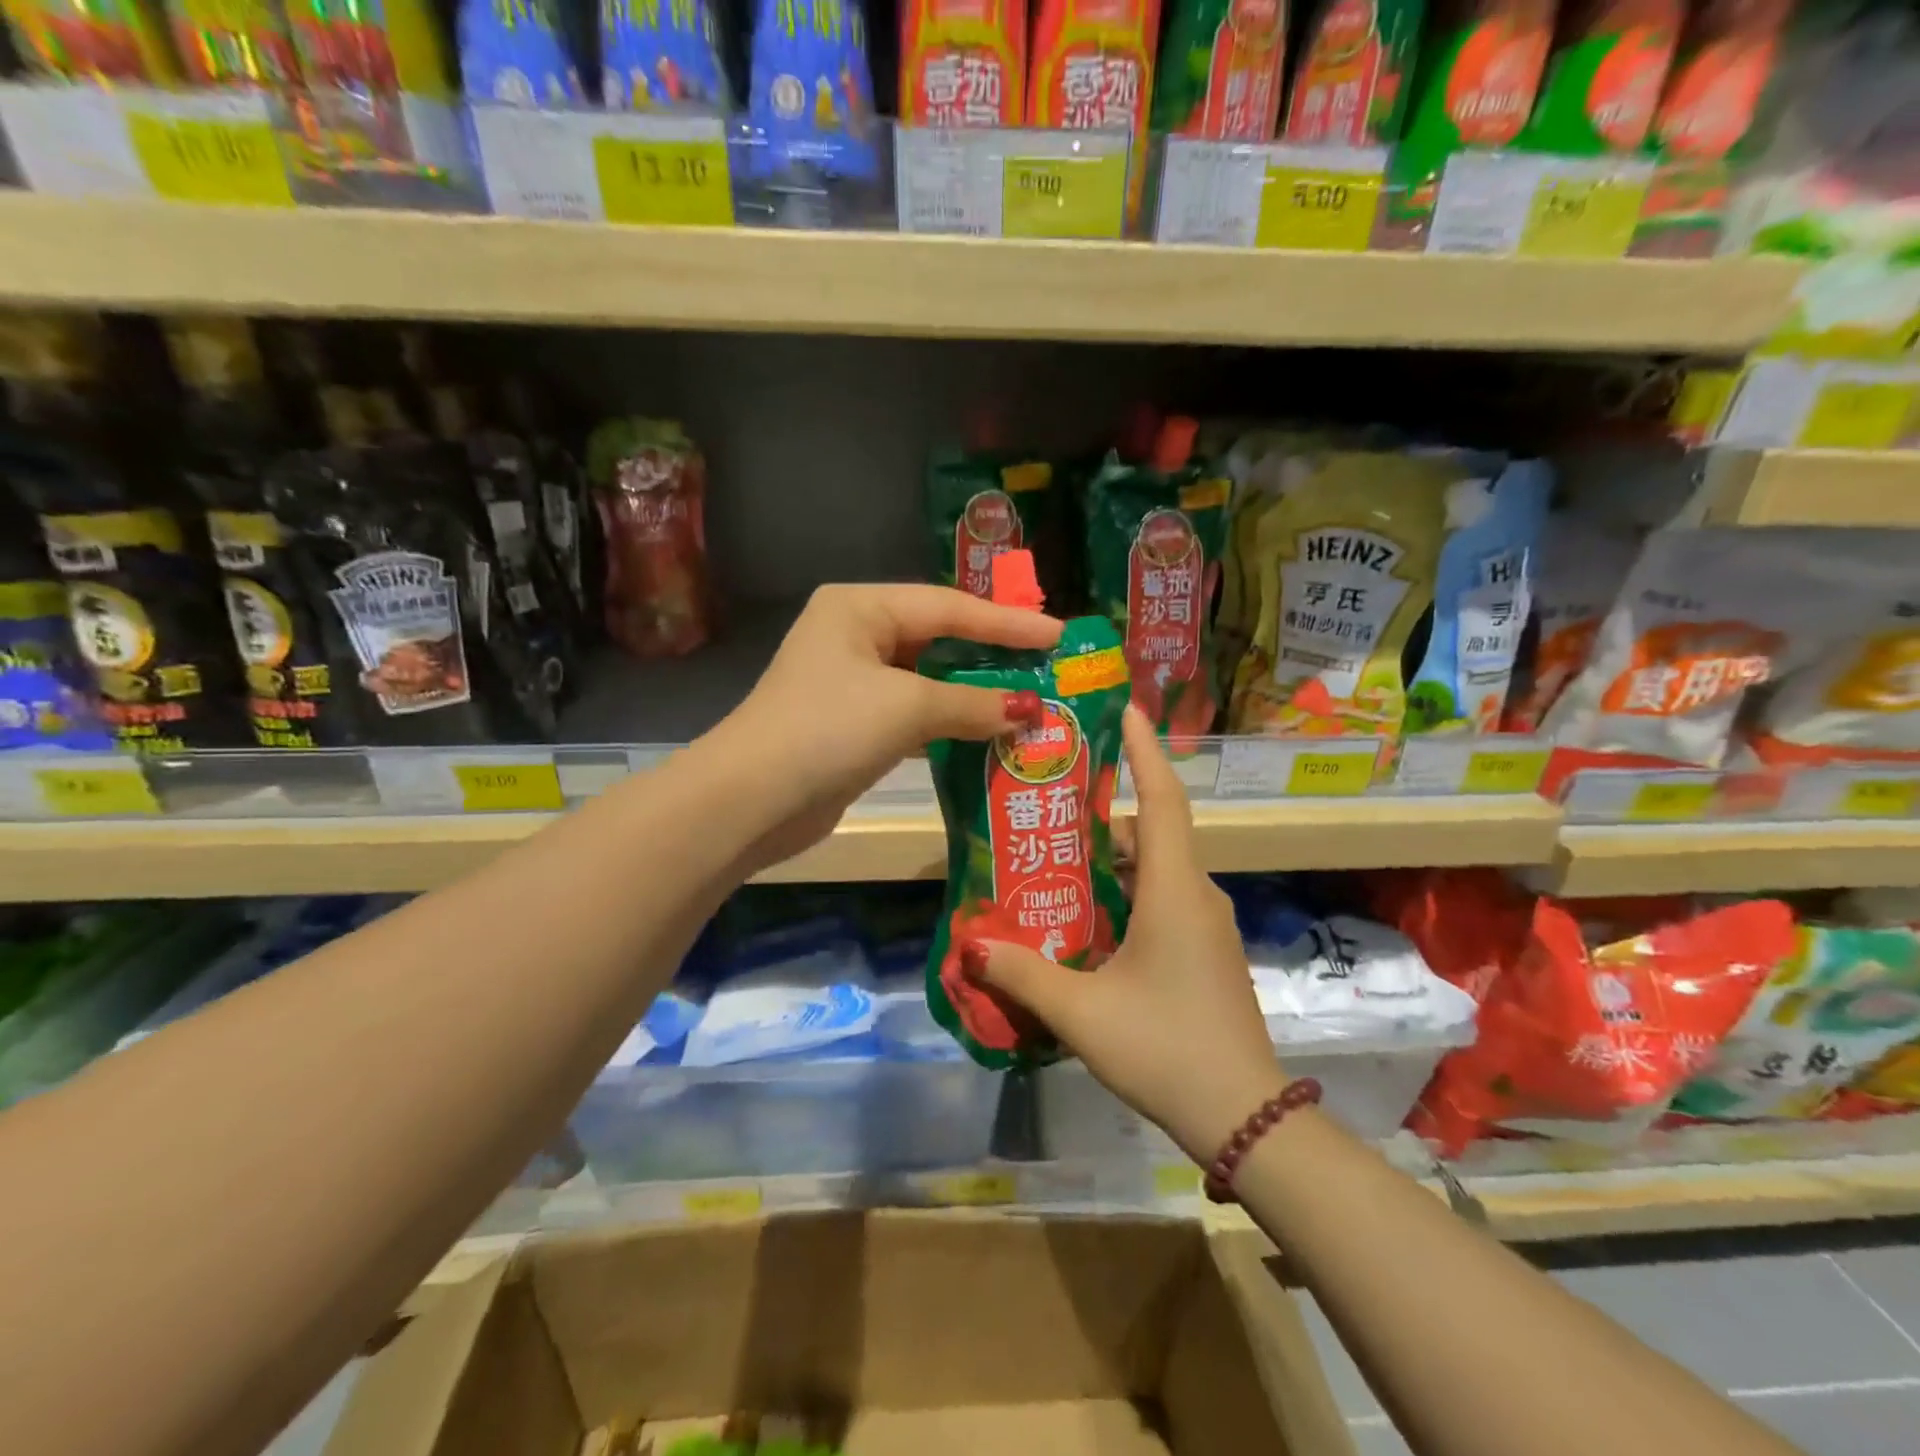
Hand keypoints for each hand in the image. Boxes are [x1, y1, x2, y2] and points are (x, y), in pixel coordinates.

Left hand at [713, 584, 1061, 867]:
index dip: (1007, 624)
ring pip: (928, 678)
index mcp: (860, 607)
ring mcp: (852, 681)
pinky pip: (914, 713)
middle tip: (1047, 665)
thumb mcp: (907, 708)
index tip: (1058, 636)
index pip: (949, 608)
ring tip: (1029, 699)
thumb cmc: (829, 729)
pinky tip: (987, 731)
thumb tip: (1029, 712)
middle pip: (938, 638)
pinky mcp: (854, 724)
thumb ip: (973, 704)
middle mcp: (855, 634)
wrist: (752, 800)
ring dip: (974, 693)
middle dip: (992, 654)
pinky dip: (949, 721)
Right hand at [966, 707, 1285, 1163]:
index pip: (1163, 798)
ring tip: (1057, 857)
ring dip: (1112, 857)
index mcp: (1174, 889)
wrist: (1246, 1118)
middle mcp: (1195, 894)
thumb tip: (973, 943)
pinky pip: (1162, 898)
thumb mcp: (1082, 1013)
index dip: (1144, 749)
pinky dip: (1126, 890)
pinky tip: (1085, 916)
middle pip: (1152, 830)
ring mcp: (1205, 925)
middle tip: (1052, 802)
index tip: (1124, 708)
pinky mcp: (1205, 951)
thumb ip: (1024, 973)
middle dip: (1105, 811)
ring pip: (1156, 867)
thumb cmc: (1166, 1049)